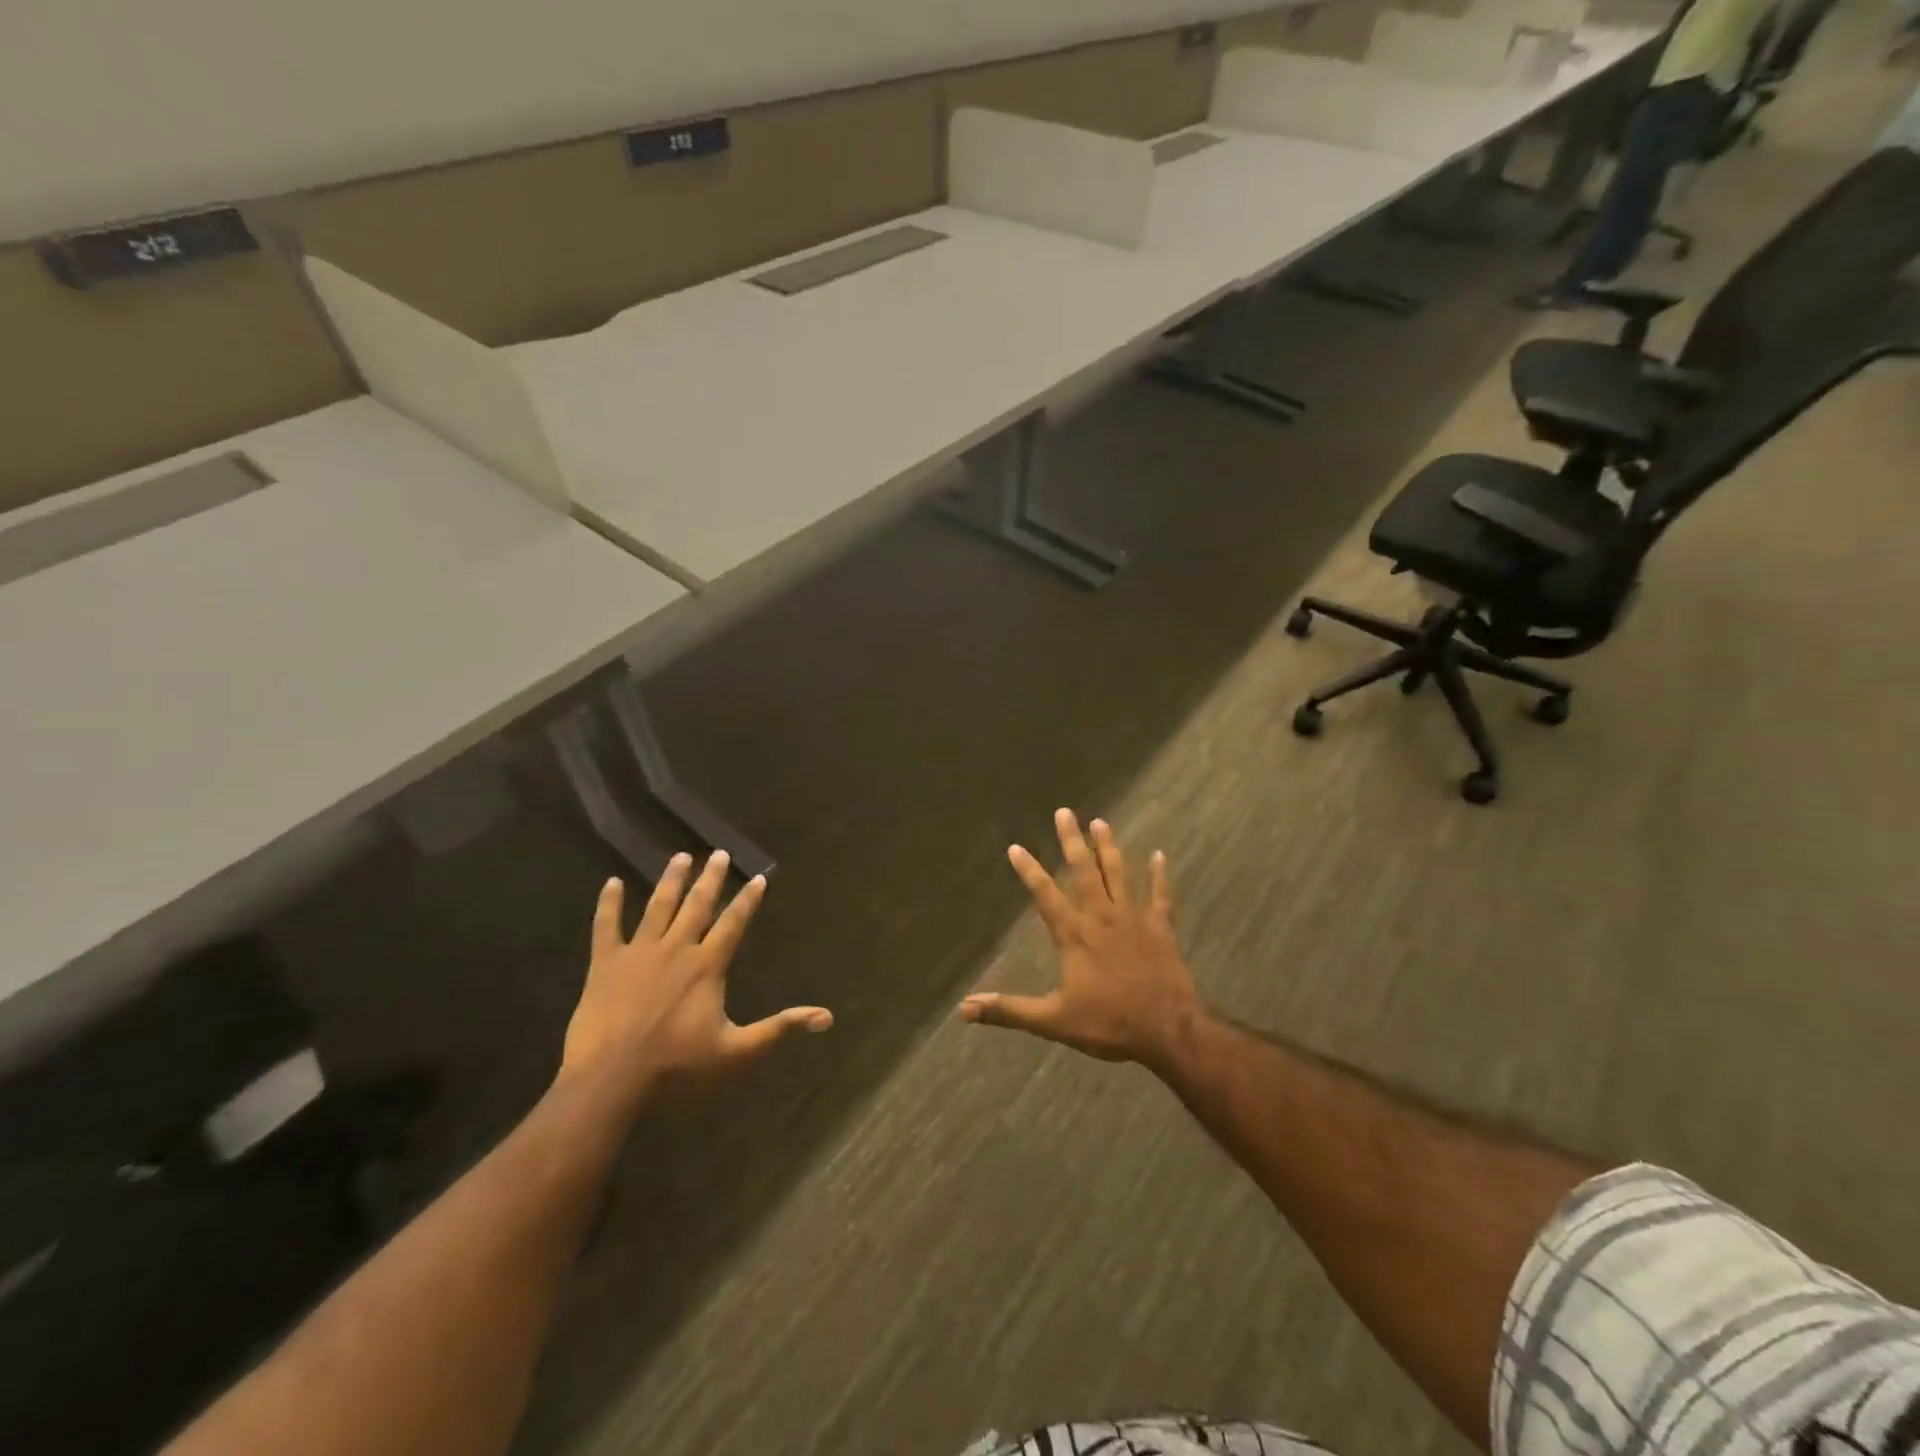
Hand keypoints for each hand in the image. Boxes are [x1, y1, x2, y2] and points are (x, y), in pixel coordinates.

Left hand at [559, 852, 831, 1107]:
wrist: (609, 1080)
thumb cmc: (676, 1067)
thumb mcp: (737, 1053)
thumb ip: (779, 1029)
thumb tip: (826, 1017)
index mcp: (707, 966)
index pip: (733, 923)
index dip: (747, 900)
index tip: (758, 877)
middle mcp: (676, 949)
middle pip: (697, 905)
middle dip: (710, 878)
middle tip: (719, 853)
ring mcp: (638, 953)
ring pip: (658, 907)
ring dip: (671, 880)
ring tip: (680, 857)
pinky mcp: (605, 964)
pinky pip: (607, 926)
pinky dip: (609, 903)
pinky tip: (612, 882)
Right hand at [959, 810, 1199, 1069]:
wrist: (1168, 1031)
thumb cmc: (1109, 1024)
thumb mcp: (1053, 1021)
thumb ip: (1009, 1010)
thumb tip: (964, 1008)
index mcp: (1075, 936)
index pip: (1045, 895)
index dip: (1029, 870)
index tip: (1016, 846)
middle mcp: (1102, 918)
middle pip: (1084, 872)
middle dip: (1072, 841)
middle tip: (1065, 812)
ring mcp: (1134, 920)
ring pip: (1118, 875)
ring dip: (1108, 848)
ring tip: (1101, 822)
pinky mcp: (1161, 929)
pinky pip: (1161, 896)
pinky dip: (1159, 875)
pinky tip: (1159, 854)